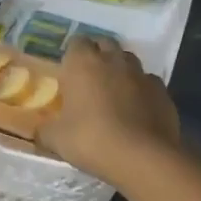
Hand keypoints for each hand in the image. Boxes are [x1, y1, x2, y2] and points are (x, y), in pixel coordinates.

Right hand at [37, 36, 181, 188]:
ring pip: (129, 61)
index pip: (76, 42)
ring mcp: (141, 73)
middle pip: (105, 45)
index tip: (69, 72)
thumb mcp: (56, 139)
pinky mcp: (162, 91)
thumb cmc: (91, 140)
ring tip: (114, 93)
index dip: (73, 55)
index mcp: (83, 63)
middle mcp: (113, 60)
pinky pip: (148, 83)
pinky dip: (141, 90)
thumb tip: (39, 131)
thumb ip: (44, 131)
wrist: (142, 157)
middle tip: (90, 79)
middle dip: (98, 56)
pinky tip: (137, 109)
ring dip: (121, 70)